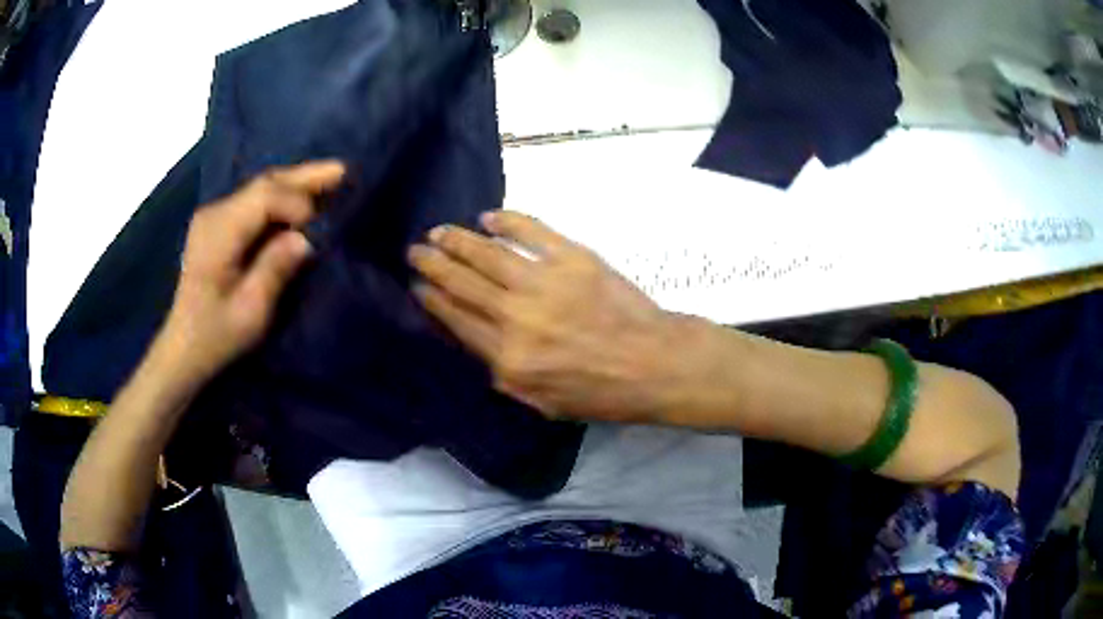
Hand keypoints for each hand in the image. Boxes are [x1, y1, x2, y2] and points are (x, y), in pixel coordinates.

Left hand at [158, 161, 344, 384]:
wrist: (183, 347)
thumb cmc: (216, 335)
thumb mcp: (250, 312)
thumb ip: (275, 270)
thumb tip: (304, 239)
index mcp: (220, 232)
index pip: (265, 197)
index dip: (297, 203)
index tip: (318, 229)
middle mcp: (215, 213)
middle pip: (264, 184)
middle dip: (303, 177)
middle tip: (342, 171)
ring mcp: (214, 216)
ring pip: (260, 188)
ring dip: (294, 184)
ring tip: (330, 179)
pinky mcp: (217, 225)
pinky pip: (254, 201)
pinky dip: (280, 198)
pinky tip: (300, 200)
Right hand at [408, 211, 686, 423]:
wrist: (653, 363)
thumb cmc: (601, 391)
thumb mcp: (543, 403)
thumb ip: (504, 376)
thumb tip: (476, 343)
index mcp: (508, 358)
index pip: (457, 320)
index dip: (432, 300)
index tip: (417, 285)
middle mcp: (517, 317)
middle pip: (463, 283)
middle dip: (433, 264)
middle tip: (415, 250)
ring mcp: (544, 283)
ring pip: (487, 254)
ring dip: (458, 240)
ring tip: (438, 231)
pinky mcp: (572, 258)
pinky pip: (531, 231)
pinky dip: (507, 221)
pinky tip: (489, 217)